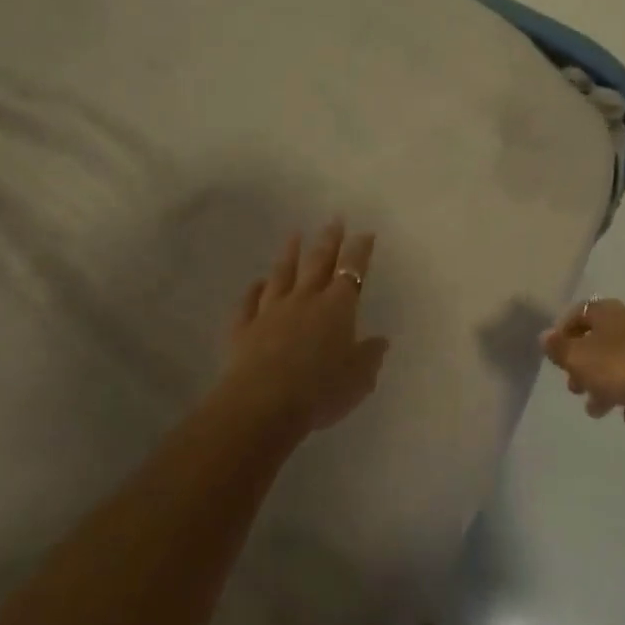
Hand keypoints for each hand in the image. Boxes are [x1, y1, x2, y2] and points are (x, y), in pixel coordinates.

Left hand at [224, 221, 389, 437]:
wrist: (263, 404)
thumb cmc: (320, 391)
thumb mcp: (358, 379)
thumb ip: (369, 356)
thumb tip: (380, 340)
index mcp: (337, 308)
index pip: (351, 271)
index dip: (359, 251)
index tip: (364, 233)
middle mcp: (304, 300)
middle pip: (317, 262)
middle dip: (328, 240)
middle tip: (334, 220)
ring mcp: (271, 311)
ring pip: (281, 275)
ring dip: (289, 254)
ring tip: (294, 235)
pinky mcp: (244, 328)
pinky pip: (248, 303)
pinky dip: (253, 290)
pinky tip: (256, 283)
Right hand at [541, 298, 624, 427]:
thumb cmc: (622, 368)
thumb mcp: (580, 359)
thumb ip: (559, 349)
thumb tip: (544, 336)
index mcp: (608, 314)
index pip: (580, 312)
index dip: (564, 331)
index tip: (555, 354)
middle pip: (601, 340)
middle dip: (584, 364)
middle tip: (573, 387)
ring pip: (622, 363)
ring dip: (606, 384)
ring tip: (596, 410)